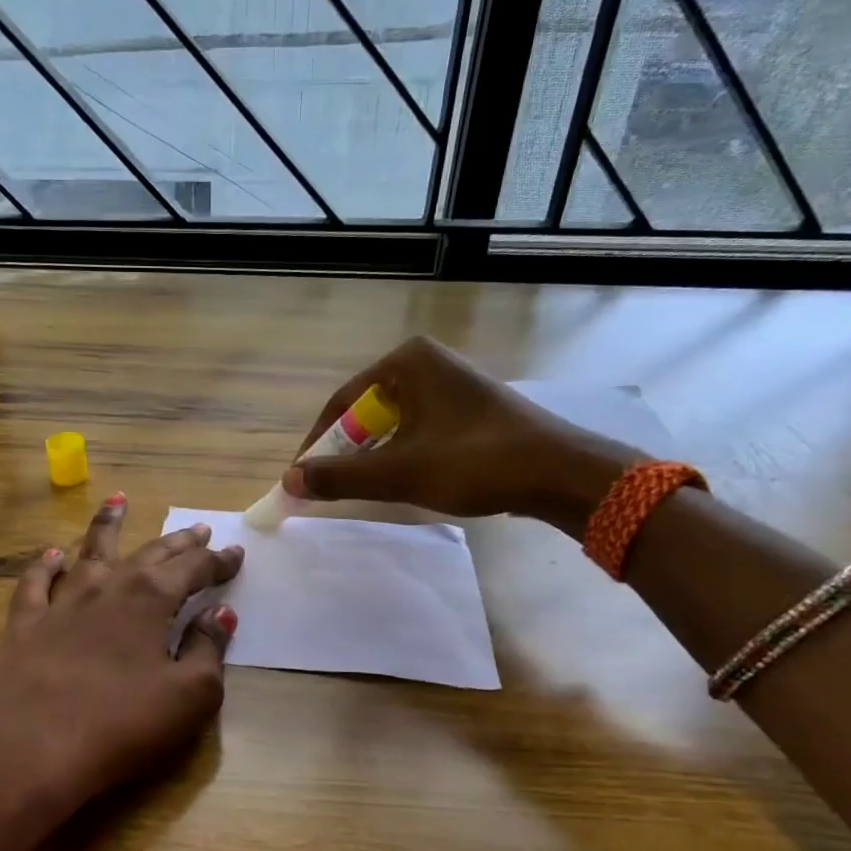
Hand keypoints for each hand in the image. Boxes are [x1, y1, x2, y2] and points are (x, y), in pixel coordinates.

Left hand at [0, 494, 243, 850]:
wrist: (36, 752)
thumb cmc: (123, 726)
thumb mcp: (190, 696)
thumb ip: (209, 648)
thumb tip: (220, 612)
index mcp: (150, 599)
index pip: (193, 569)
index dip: (217, 562)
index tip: (235, 554)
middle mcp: (107, 587)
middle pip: (149, 554)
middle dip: (178, 541)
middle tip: (198, 528)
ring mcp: (61, 602)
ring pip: (89, 551)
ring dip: (108, 525)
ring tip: (119, 501)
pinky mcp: (25, 625)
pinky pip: (35, 583)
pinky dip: (45, 566)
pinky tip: (52, 555)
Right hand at [281, 336, 643, 531]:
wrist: (561, 473)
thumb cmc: (475, 463)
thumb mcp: (399, 472)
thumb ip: (340, 476)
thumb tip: (289, 481)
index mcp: (406, 362)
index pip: (341, 403)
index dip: (316, 444)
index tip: (302, 478)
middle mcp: (426, 362)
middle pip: (365, 412)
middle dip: (345, 451)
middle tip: (330, 486)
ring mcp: (450, 382)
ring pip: (391, 423)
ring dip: (373, 456)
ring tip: (363, 488)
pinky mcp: (468, 406)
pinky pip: (417, 428)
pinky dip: (401, 453)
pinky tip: (403, 480)